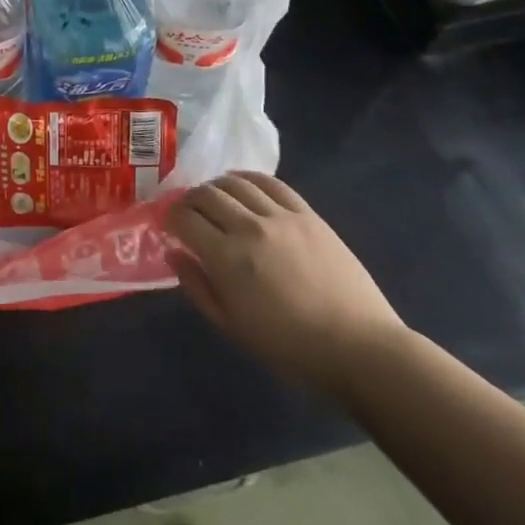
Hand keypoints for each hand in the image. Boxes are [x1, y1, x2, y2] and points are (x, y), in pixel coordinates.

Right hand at [167, 172, 407, 395]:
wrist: (357, 347)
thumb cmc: (288, 347)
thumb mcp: (231, 326)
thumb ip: (197, 286)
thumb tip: (174, 253)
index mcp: (226, 258)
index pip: (184, 219)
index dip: (169, 218)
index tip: (167, 225)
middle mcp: (249, 227)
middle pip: (206, 195)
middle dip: (188, 200)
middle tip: (186, 212)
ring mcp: (281, 216)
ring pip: (235, 183)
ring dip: (215, 187)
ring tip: (212, 198)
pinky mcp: (307, 214)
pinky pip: (271, 183)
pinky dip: (248, 178)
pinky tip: (241, 184)